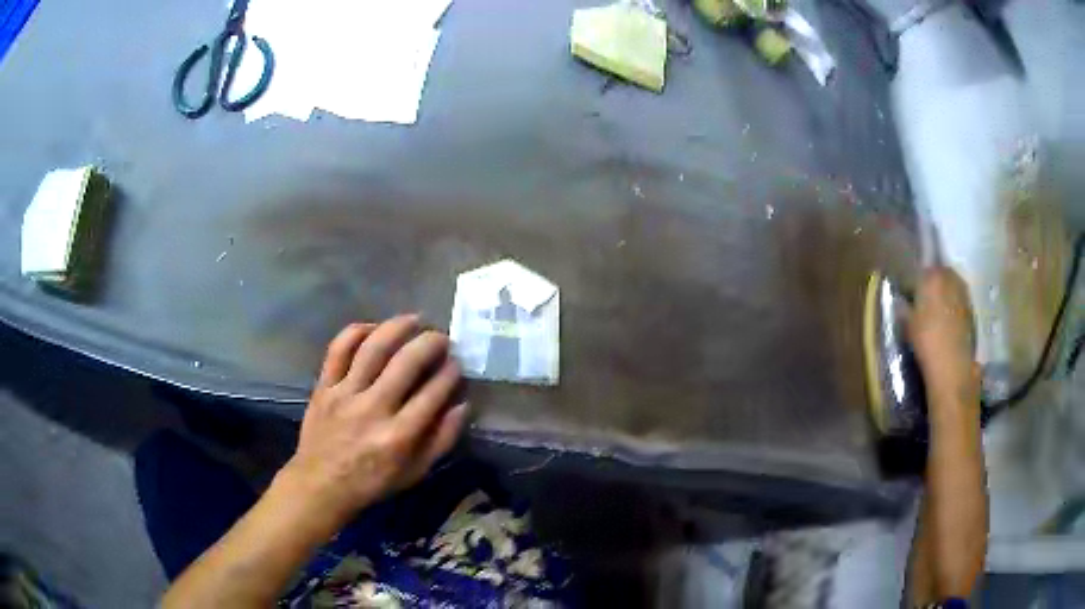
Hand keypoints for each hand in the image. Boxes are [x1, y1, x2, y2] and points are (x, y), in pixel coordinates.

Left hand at [276, 315, 467, 535]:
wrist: (321, 484)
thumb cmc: (372, 482)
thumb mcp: (415, 472)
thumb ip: (442, 440)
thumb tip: (462, 405)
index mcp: (399, 436)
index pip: (433, 393)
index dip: (450, 373)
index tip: (457, 363)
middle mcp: (373, 410)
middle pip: (406, 363)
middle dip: (431, 343)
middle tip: (442, 338)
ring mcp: (344, 394)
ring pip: (373, 348)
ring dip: (398, 327)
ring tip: (414, 320)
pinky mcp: (323, 386)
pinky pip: (338, 349)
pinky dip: (357, 332)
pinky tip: (373, 328)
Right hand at [909, 267, 980, 409]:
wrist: (953, 365)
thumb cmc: (927, 341)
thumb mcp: (907, 325)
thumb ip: (904, 307)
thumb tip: (901, 301)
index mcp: (931, 275)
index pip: (918, 272)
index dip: (912, 284)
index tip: (907, 296)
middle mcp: (950, 276)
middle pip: (937, 274)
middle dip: (930, 284)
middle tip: (922, 302)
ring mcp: (963, 291)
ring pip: (949, 286)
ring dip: (943, 295)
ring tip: (935, 312)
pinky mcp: (971, 308)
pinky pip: (958, 300)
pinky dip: (952, 306)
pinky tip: (946, 322)